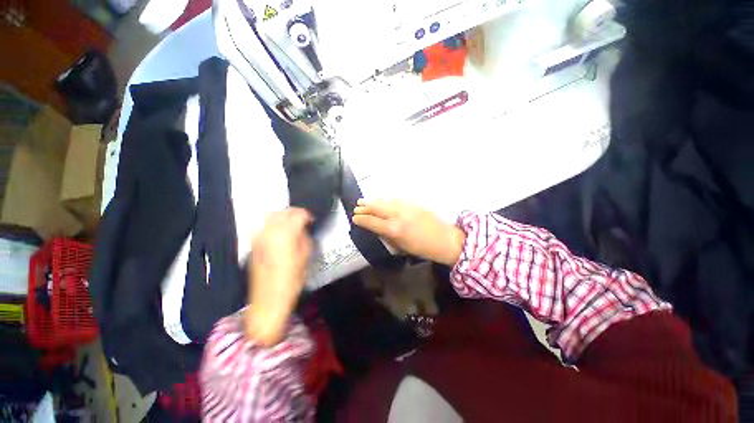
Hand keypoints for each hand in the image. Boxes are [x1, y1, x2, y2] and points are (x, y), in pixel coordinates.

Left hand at [246, 208, 312, 345]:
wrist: (269, 298)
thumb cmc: (292, 279)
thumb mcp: (305, 256)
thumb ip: (305, 237)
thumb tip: (303, 229)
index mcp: (285, 233)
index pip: (298, 214)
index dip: (308, 215)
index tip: (313, 220)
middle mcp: (269, 230)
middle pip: (283, 212)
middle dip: (295, 213)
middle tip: (304, 220)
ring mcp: (259, 236)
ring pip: (272, 216)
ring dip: (284, 216)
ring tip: (293, 224)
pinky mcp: (254, 243)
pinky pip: (265, 226)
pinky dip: (274, 224)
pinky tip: (281, 232)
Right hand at [353, 199, 464, 265]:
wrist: (444, 239)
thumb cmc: (422, 248)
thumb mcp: (401, 247)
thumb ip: (386, 236)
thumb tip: (376, 228)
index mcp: (393, 229)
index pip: (372, 222)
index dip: (361, 220)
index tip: (354, 218)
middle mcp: (397, 215)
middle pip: (376, 208)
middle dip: (364, 207)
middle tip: (356, 207)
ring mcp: (405, 206)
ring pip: (384, 201)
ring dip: (373, 201)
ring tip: (363, 201)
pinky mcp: (412, 202)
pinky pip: (394, 199)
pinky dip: (385, 199)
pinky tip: (380, 199)